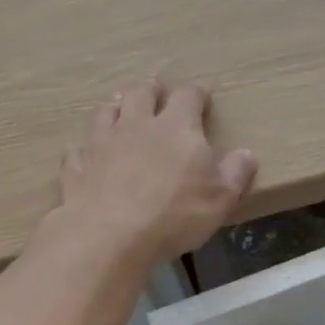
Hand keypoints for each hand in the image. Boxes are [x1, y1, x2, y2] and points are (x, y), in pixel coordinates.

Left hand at [53, 78, 256, 266]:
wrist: (109, 236)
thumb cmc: (174, 214)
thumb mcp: (220, 199)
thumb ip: (236, 173)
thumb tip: (247, 153)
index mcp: (176, 127)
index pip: (188, 96)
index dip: (197, 92)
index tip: (203, 94)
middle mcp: (136, 124)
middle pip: (141, 93)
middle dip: (151, 88)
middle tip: (155, 88)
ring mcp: (101, 143)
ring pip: (106, 112)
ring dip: (116, 107)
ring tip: (120, 108)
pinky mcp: (76, 167)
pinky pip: (78, 149)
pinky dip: (85, 148)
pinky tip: (86, 154)